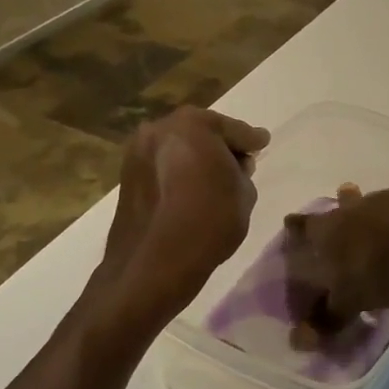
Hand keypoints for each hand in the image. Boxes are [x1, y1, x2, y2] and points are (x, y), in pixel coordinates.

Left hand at [101, 107, 268, 307]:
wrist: (153, 264)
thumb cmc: (208, 222)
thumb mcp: (244, 193)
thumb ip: (241, 170)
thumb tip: (232, 166)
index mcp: (193, 124)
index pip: (234, 129)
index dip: (251, 140)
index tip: (262, 142)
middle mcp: (160, 129)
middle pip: (201, 133)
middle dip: (220, 146)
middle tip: (239, 162)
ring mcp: (138, 152)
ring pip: (179, 148)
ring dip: (196, 159)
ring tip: (214, 179)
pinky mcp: (126, 176)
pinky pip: (162, 165)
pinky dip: (177, 172)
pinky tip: (190, 189)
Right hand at [282, 183, 388, 331]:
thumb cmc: (379, 264)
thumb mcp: (351, 300)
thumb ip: (328, 317)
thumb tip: (299, 339)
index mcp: (327, 230)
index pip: (304, 227)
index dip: (297, 227)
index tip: (291, 223)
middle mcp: (350, 209)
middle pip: (337, 206)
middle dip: (333, 212)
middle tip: (331, 216)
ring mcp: (382, 200)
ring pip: (366, 205)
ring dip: (365, 212)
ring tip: (370, 222)